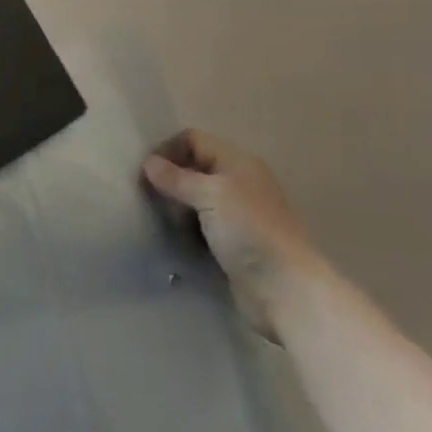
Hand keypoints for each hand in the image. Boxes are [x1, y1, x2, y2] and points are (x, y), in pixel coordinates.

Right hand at [143, 130, 321, 334]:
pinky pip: (201, 229)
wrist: (285, 291)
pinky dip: (186, 231)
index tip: (146, 173)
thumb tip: (149, 163)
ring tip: (156, 220)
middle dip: (169, 180)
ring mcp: (237, 217)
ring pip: (196, 201)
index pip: (194, 140)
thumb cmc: (249, 231)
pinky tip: (172, 240)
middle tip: (146, 197)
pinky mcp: (233, 246)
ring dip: (176, 207)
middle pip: (194, 170)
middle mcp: (238, 184)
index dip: (168, 149)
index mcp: (237, 163)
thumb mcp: (210, 195)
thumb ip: (177, 178)